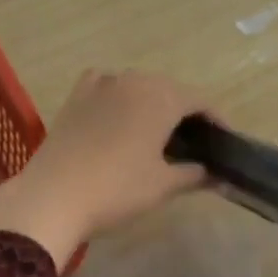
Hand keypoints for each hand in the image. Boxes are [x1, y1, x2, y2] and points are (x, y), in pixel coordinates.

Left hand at [0, 70, 210, 264]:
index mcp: (161, 97)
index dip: (216, 119)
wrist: (52, 195)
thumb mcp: (162, 185)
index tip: (224, 140)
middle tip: (194, 141)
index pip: (199, 100)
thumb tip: (217, 175)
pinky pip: (105, 84)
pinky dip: (118, 94)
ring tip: (158, 131)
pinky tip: (118, 111)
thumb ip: (194, 174)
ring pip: (138, 85)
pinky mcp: (76, 96)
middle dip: (185, 110)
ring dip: (152, 102)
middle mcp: (133, 81)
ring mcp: (101, 85)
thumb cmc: (117, 189)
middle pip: (169, 89)